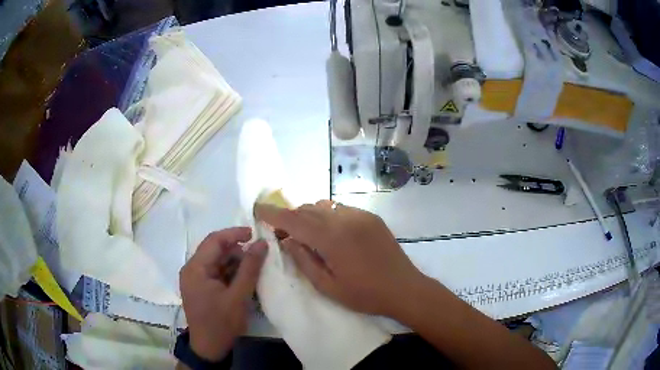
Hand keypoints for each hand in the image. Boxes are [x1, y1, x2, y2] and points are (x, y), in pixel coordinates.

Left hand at [179, 227, 266, 360]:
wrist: (209, 348)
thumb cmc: (222, 323)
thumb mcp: (239, 296)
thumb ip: (250, 268)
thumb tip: (262, 243)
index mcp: (195, 268)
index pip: (214, 240)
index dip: (235, 234)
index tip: (255, 234)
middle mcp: (191, 269)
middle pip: (214, 250)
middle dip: (236, 250)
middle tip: (258, 254)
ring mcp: (194, 278)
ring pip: (216, 261)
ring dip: (234, 262)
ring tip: (253, 268)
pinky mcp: (200, 287)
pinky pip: (216, 272)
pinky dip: (230, 272)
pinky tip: (243, 279)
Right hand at [255, 201, 424, 317]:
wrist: (404, 288)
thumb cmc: (364, 294)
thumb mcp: (328, 286)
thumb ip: (304, 260)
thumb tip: (288, 241)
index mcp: (331, 238)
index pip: (294, 219)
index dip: (273, 213)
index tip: (258, 209)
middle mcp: (345, 219)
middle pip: (308, 209)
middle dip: (291, 217)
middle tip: (283, 234)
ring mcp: (360, 215)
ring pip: (324, 206)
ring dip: (309, 216)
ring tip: (308, 235)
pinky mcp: (371, 217)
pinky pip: (341, 209)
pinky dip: (328, 216)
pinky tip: (331, 233)